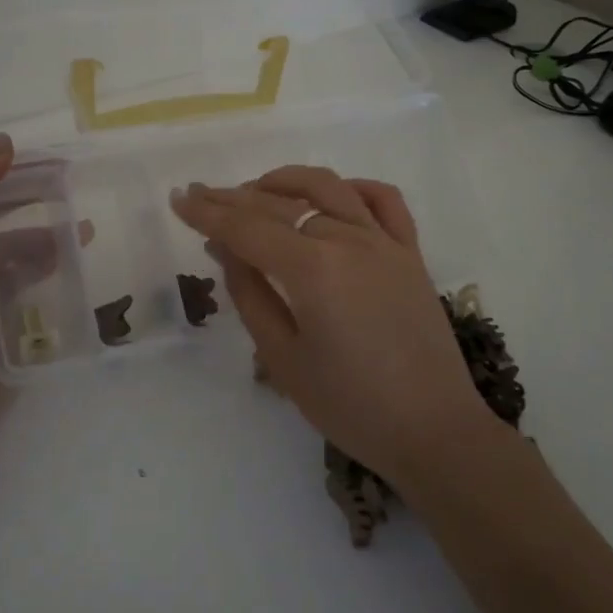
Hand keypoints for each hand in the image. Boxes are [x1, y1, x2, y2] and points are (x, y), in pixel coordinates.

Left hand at [0, 134, 84, 423]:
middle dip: (29, 192)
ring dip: (44, 230)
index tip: (52, 159)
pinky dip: (44, 262)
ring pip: (10, 241)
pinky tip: (71, 260)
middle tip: (73, 184)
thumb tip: (4, 143)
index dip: (7, 165)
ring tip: (84, 229)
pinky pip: (20, 273)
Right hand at [171, 166, 502, 491]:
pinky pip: (383, 200)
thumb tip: (225, 248)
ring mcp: (384, 242)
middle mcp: (347, 240)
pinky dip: (352, 187)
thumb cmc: (349, 405)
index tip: (179, 200)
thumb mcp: (283, 358)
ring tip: (256, 190)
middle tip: (202, 194)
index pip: (246, 228)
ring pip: (328, 187)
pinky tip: (331, 195)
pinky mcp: (410, 252)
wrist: (434, 431)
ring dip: (286, 181)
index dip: (208, 213)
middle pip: (280, 203)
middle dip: (234, 197)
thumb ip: (250, 294)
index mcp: (312, 269)